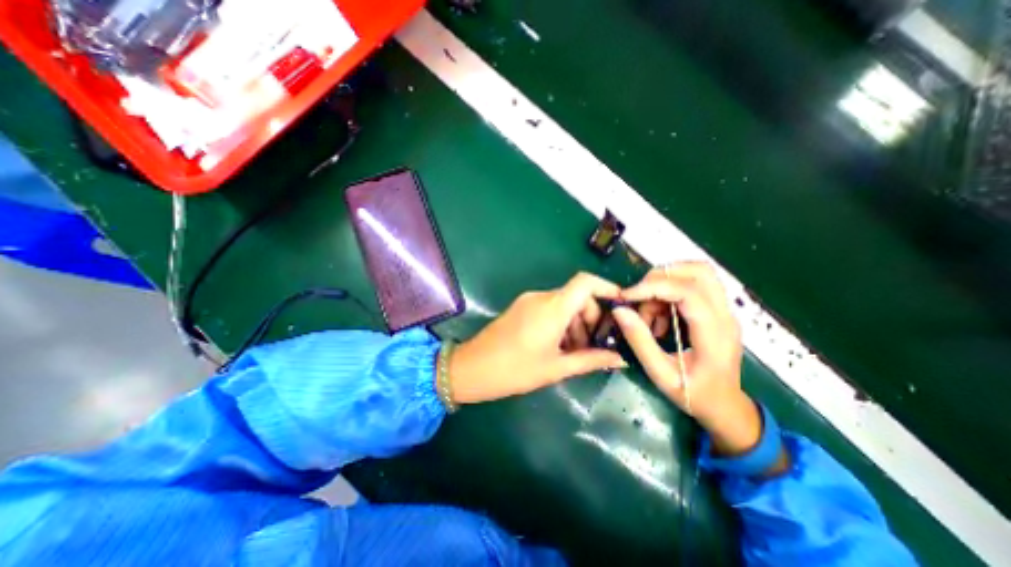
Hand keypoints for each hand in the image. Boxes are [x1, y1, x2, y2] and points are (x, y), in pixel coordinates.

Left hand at [449, 272, 628, 402]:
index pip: (585, 282)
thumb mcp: (556, 367)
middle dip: (591, 318)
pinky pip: (549, 308)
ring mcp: (528, 301)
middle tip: (593, 346)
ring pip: (563, 303)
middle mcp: (541, 297)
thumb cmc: (515, 370)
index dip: (606, 288)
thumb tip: (620, 358)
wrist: (471, 368)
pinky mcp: (521, 307)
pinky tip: (558, 346)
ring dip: (575, 323)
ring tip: (574, 352)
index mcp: (552, 308)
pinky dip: (561, 322)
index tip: (620, 306)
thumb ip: (591, 360)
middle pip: (577, 296)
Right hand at [608, 260, 758, 456]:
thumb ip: (639, 341)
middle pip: (699, 271)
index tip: (627, 296)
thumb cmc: (694, 395)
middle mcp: (725, 316)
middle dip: (661, 276)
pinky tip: (659, 317)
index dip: (654, 287)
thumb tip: (619, 310)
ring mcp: (724, 311)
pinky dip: (669, 293)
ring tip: (649, 311)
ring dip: (665, 283)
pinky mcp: (717, 311)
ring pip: (697, 274)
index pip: (688, 292)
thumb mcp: (660, 374)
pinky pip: (692, 286)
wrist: (725, 407)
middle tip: (639, 296)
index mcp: (714, 335)